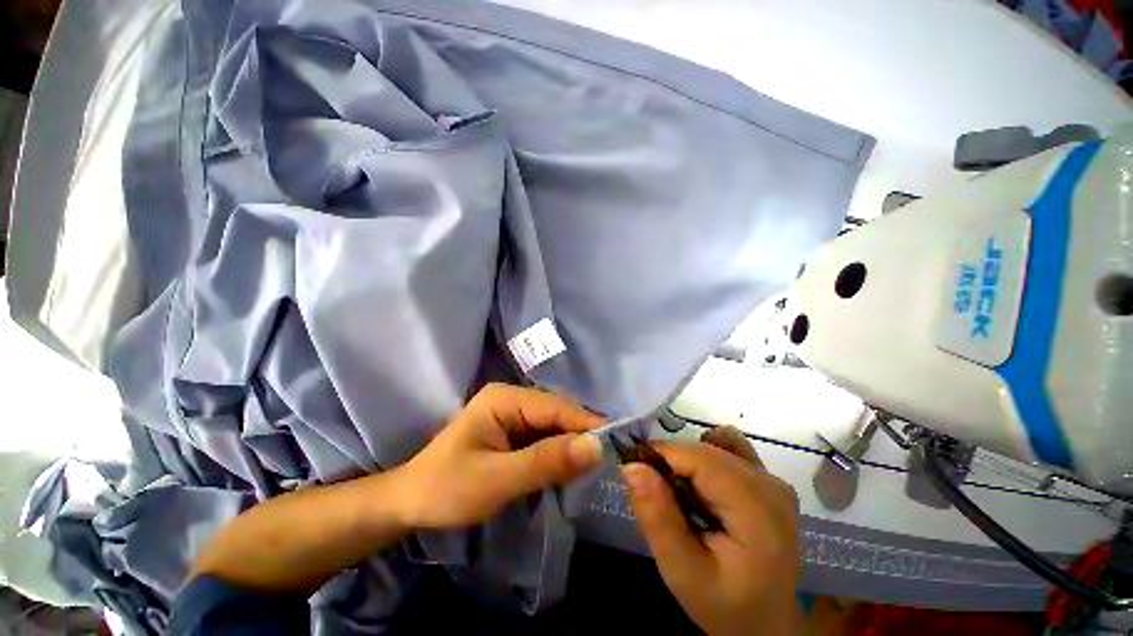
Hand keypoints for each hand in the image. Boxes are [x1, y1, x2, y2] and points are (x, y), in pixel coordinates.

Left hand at [396, 383, 603, 530]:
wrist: (409, 505)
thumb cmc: (446, 489)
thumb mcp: (498, 479)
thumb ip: (547, 461)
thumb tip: (597, 447)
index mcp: (505, 398)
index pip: (556, 406)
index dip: (586, 424)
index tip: (616, 446)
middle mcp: (512, 398)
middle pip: (558, 413)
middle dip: (581, 436)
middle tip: (608, 462)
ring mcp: (513, 414)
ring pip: (554, 426)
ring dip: (572, 445)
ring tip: (594, 467)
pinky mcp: (513, 432)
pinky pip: (545, 438)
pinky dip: (559, 453)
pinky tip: (570, 467)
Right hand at [623, 426, 801, 635]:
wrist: (767, 623)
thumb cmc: (725, 605)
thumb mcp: (682, 573)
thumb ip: (657, 518)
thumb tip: (632, 466)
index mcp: (757, 512)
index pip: (700, 458)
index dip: (662, 454)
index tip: (634, 468)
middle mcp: (771, 486)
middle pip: (707, 450)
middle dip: (672, 462)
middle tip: (655, 494)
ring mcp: (773, 480)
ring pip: (715, 445)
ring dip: (688, 461)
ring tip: (680, 495)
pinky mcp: (769, 480)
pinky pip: (729, 449)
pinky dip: (705, 458)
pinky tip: (700, 488)